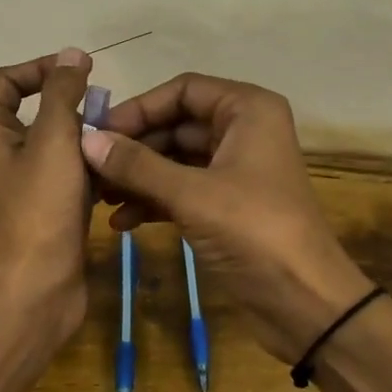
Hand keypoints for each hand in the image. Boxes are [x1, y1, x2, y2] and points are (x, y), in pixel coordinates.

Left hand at [0, 48, 94, 338]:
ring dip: (87, 138)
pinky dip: (90, 169)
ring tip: (120, 138)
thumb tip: (72, 55)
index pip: (8, 81)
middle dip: (73, 106)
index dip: (42, 68)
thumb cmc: (39, 206)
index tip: (82, 69)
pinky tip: (119, 171)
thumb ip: (63, 93)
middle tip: (108, 107)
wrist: (37, 284)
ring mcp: (22, 184)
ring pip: (57, 145)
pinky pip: (68, 175)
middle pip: (36, 112)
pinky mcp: (45, 208)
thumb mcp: (53, 139)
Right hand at [80, 74, 373, 362]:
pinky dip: (153, 201)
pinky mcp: (228, 205)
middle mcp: (243, 131)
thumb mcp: (191, 194)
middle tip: (89, 169)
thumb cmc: (254, 231)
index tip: (99, 133)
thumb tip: (86, 139)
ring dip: (138, 177)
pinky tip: (121, 222)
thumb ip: (137, 165)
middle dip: (133, 148)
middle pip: (176, 125)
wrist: (306, 300)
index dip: (140, 108)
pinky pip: (182, 190)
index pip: (183, 90)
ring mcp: (235, 169)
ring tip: (99, 198)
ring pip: (175, 160)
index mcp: (247, 110)